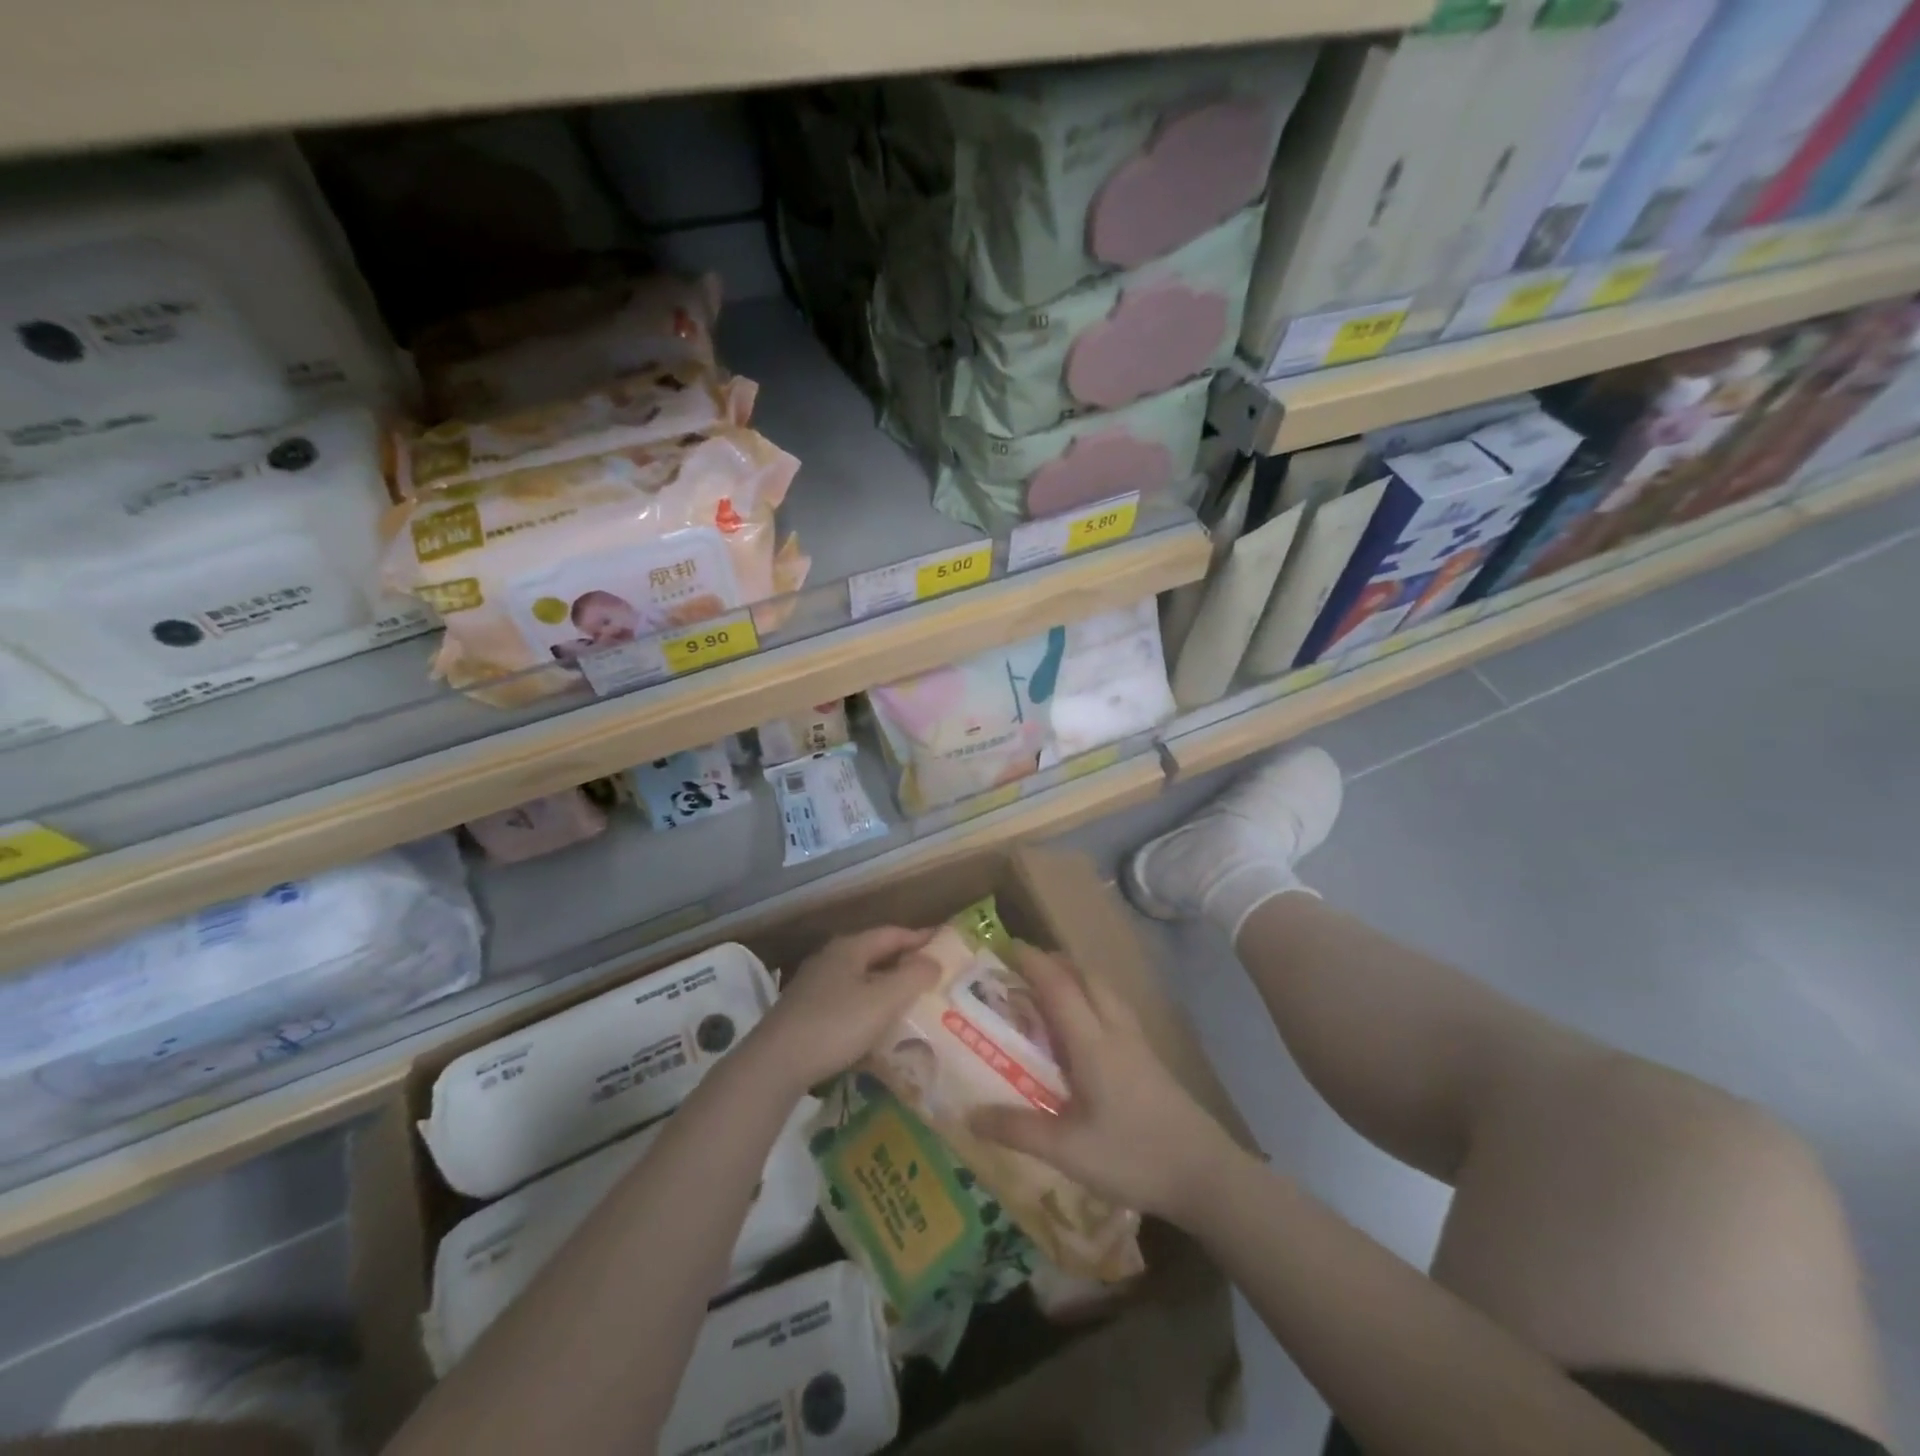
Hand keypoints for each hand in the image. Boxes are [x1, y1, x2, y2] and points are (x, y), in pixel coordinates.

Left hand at [752, 927, 940, 1092]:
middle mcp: (831, 958)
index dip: (920, 938)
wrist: (775, 1063)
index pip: (893, 933)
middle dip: (904, 962)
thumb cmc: (835, 1025)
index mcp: (850, 948)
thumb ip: (912, 977)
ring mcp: (815, 984)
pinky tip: (876, 1025)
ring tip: (911, 1001)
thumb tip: (934, 961)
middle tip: (933, 975)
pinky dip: (868, 1005)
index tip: (945, 944)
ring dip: (885, 986)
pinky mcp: (805, 1010)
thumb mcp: (882, 1001)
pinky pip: (847, 999)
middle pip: (875, 953)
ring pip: (860, 978)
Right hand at [969, 944, 1244, 1224]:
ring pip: (1105, 990)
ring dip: (1077, 976)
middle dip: (1055, 962)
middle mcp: (1115, 1031)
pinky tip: (1087, 1026)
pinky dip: (1093, 997)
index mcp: (1092, 1044)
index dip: (1033, 962)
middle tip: (1024, 967)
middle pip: (1086, 977)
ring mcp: (1138, 1043)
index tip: (1006, 946)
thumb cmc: (1134, 1157)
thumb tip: (969, 1115)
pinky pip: (1116, 1008)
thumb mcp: (1068, 1151)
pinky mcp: (1151, 1058)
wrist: (1206, 1174)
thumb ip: (1019, 1130)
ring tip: (1052, 989)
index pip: (1059, 987)